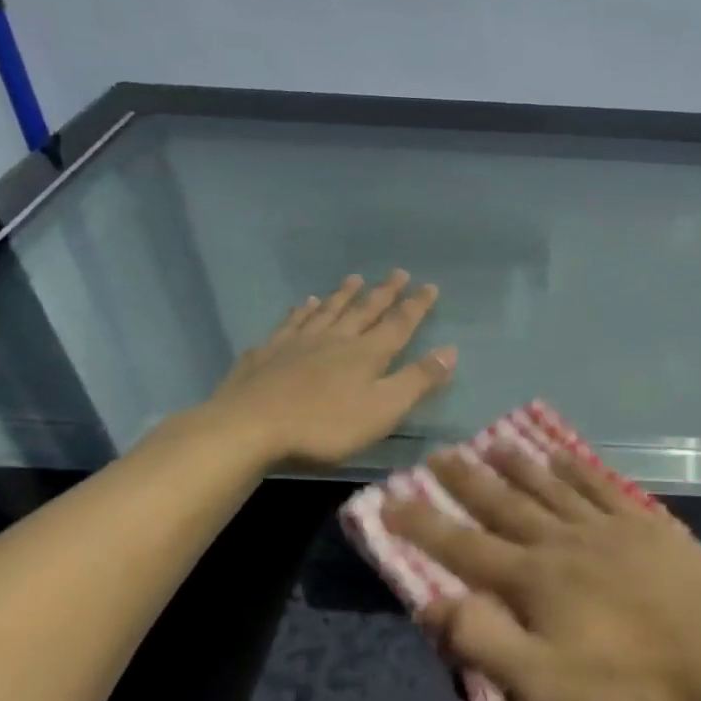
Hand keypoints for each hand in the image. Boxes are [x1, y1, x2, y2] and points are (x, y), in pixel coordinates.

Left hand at [199, 271, 455, 466]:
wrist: (250, 427)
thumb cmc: (326, 425)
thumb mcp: (383, 409)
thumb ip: (417, 380)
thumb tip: (450, 351)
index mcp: (367, 353)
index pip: (399, 324)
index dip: (416, 306)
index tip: (429, 286)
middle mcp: (336, 339)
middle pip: (364, 310)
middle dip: (384, 293)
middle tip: (398, 272)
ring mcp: (298, 343)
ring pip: (328, 311)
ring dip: (344, 295)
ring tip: (354, 278)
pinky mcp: (269, 353)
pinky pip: (292, 323)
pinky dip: (303, 311)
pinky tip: (306, 304)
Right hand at [387, 448, 700, 700]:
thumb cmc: (630, 682)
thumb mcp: (545, 684)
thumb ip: (484, 642)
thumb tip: (433, 603)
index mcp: (534, 579)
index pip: (464, 548)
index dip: (424, 527)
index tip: (390, 501)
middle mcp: (564, 541)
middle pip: (506, 505)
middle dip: (467, 482)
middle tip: (439, 454)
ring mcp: (609, 527)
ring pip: (551, 487)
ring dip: (518, 465)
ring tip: (493, 443)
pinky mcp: (647, 524)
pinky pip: (601, 486)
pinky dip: (576, 469)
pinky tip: (563, 456)